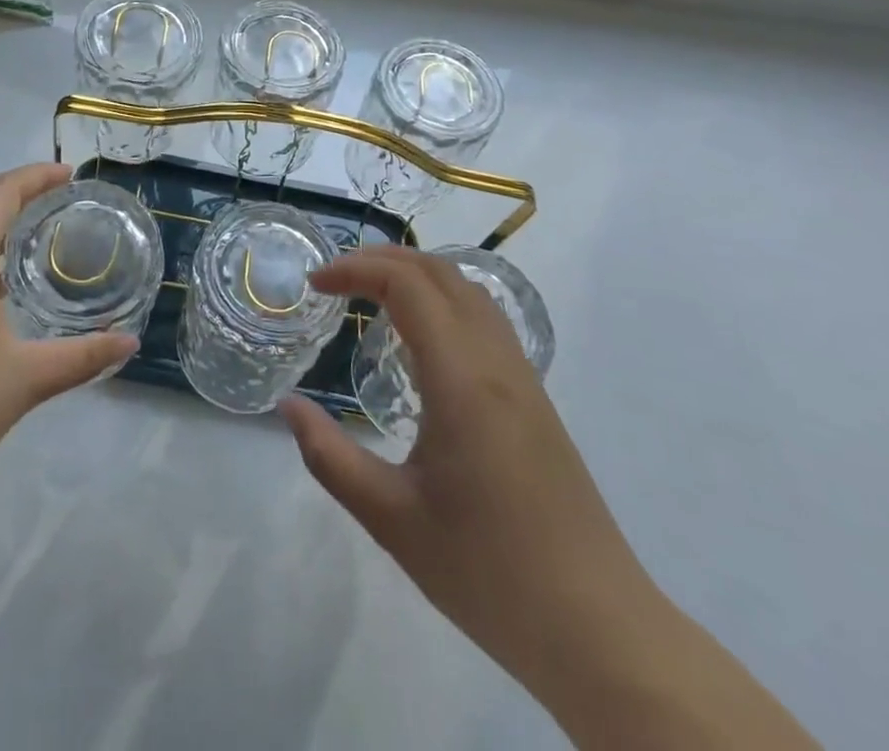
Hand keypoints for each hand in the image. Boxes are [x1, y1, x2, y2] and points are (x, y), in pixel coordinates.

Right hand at [279, 247, 666, 705]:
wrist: (599, 630)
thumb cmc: (488, 573)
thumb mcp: (391, 519)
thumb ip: (330, 457)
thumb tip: (289, 406)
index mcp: (461, 379)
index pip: (407, 285)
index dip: (356, 270)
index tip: (315, 285)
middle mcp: (496, 362)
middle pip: (439, 272)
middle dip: (382, 259)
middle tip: (335, 279)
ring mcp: (523, 378)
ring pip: (469, 290)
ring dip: (416, 274)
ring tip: (371, 294)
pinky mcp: (536, 399)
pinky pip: (485, 319)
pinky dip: (443, 299)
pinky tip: (421, 339)